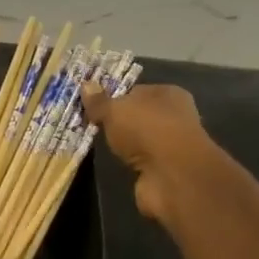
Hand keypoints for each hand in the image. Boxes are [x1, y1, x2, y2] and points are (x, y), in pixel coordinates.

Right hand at [81, 83, 210, 227]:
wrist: (170, 174)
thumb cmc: (146, 129)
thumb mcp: (115, 110)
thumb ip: (99, 101)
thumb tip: (85, 84)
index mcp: (167, 93)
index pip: (136, 91)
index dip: (114, 97)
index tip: (91, 105)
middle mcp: (173, 116)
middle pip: (137, 115)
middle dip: (117, 121)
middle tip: (90, 124)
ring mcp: (169, 144)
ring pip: (138, 139)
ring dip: (121, 143)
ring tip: (95, 143)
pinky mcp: (163, 168)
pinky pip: (138, 160)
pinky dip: (127, 161)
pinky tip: (111, 162)